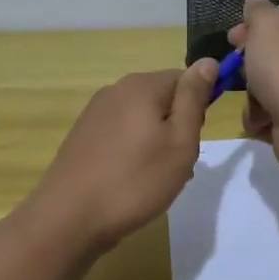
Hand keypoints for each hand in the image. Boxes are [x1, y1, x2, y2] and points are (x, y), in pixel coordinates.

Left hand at [23, 62, 217, 251]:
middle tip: (178, 165)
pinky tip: (132, 182)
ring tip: (155, 179)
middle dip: (176, 128)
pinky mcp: (83, 137)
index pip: (185, 79)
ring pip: (142, 120)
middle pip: (162, 99)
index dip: (197, 109)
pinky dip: (134, 153)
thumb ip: (194, 99)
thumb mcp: (180, 142)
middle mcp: (115, 91)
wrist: (70, 218)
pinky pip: (121, 135)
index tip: (193, 140)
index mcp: (141, 86)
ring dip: (157, 143)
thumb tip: (208, 61)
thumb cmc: (135, 181)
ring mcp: (95, 114)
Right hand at [227, 0, 278, 171]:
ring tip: (255, 99)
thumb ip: (257, 11)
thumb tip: (255, 0)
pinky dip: (262, 117)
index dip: (256, 27)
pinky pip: (273, 114)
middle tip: (236, 68)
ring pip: (270, 86)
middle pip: (276, 55)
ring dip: (254, 94)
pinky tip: (260, 120)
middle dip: (251, 64)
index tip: (233, 37)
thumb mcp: (266, 23)